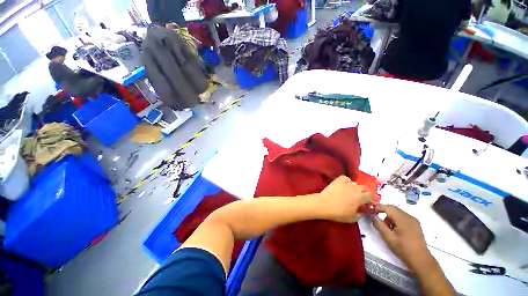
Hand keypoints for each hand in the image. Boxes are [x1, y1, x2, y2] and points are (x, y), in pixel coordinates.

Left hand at [319, 175, 374, 222]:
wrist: (324, 204)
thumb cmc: (339, 213)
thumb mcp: (353, 218)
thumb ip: (361, 214)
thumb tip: (362, 211)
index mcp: (361, 197)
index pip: (371, 196)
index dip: (372, 200)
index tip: (370, 203)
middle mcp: (355, 188)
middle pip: (365, 188)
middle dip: (365, 193)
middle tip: (362, 198)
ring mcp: (346, 183)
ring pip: (355, 183)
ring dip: (356, 188)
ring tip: (352, 192)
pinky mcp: (338, 180)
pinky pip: (345, 178)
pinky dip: (347, 181)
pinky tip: (344, 185)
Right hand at [371, 205, 432, 272]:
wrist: (421, 260)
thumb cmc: (403, 248)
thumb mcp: (388, 237)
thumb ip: (378, 224)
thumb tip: (371, 215)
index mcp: (402, 218)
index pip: (387, 207)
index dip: (377, 207)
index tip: (369, 210)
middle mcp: (409, 216)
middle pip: (392, 208)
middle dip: (382, 210)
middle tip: (374, 216)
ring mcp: (413, 220)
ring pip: (397, 212)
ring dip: (388, 215)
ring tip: (385, 226)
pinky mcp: (415, 225)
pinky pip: (402, 217)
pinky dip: (395, 219)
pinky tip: (393, 228)